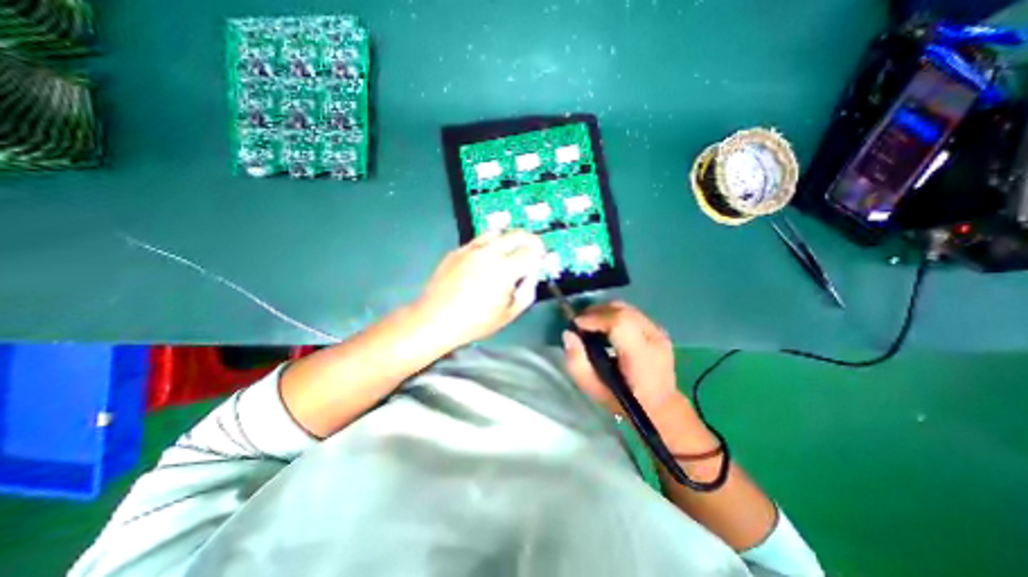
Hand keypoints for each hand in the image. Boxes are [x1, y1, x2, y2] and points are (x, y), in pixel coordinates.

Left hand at [414, 227, 549, 345]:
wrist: (435, 319)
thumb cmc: (475, 322)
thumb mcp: (509, 313)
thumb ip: (528, 291)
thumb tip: (532, 274)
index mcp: (505, 269)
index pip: (531, 249)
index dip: (540, 252)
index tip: (541, 258)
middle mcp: (489, 253)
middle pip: (517, 234)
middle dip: (530, 239)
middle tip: (531, 249)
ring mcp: (471, 249)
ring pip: (497, 232)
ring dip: (509, 239)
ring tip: (509, 252)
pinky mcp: (457, 251)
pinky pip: (479, 240)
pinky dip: (489, 244)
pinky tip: (486, 259)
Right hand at [560, 302, 680, 415]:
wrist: (660, 407)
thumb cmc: (624, 402)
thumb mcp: (593, 389)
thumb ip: (577, 362)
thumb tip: (568, 334)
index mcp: (641, 357)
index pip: (619, 323)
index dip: (594, 318)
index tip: (575, 325)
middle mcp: (654, 339)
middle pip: (622, 311)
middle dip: (596, 312)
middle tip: (580, 323)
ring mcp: (659, 332)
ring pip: (626, 308)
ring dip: (604, 312)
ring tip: (590, 324)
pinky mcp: (658, 330)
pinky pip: (631, 313)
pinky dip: (614, 314)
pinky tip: (605, 326)